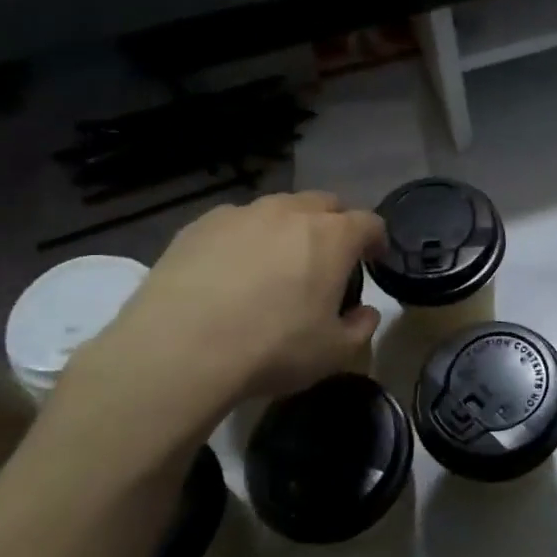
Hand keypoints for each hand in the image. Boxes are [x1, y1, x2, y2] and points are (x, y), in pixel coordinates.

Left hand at [55, 193, 383, 450]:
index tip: (374, 261)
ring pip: (279, 208)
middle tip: (328, 259)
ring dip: (289, 227)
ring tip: (277, 263)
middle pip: (325, 203)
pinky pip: (235, 222)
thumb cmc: (272, 349)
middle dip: (335, 224)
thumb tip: (365, 313)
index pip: (369, 223)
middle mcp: (291, 212)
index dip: (377, 241)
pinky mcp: (199, 225)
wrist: (179, 350)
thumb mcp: (334, 353)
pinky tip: (231, 271)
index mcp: (332, 237)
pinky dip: (245, 238)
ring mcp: (242, 214)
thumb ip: (361, 328)